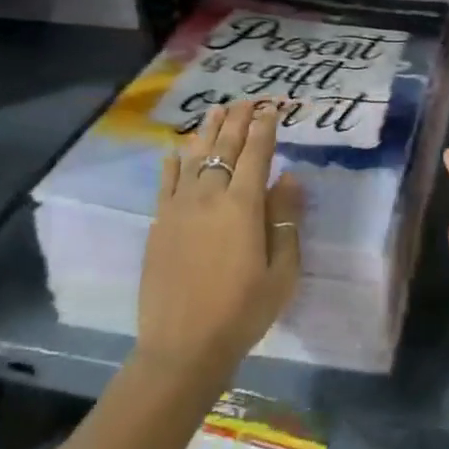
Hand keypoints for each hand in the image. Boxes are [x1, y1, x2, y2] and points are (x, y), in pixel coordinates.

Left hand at [136, 99, 305, 380]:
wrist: (183, 347)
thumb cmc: (243, 311)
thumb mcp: (282, 269)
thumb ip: (285, 218)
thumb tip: (289, 177)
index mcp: (243, 206)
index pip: (256, 154)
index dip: (265, 128)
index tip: (271, 108)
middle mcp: (209, 197)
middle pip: (224, 148)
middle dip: (237, 121)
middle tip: (245, 101)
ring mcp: (179, 209)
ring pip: (195, 158)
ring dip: (207, 132)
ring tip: (215, 111)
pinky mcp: (159, 225)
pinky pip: (166, 184)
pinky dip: (173, 163)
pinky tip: (176, 150)